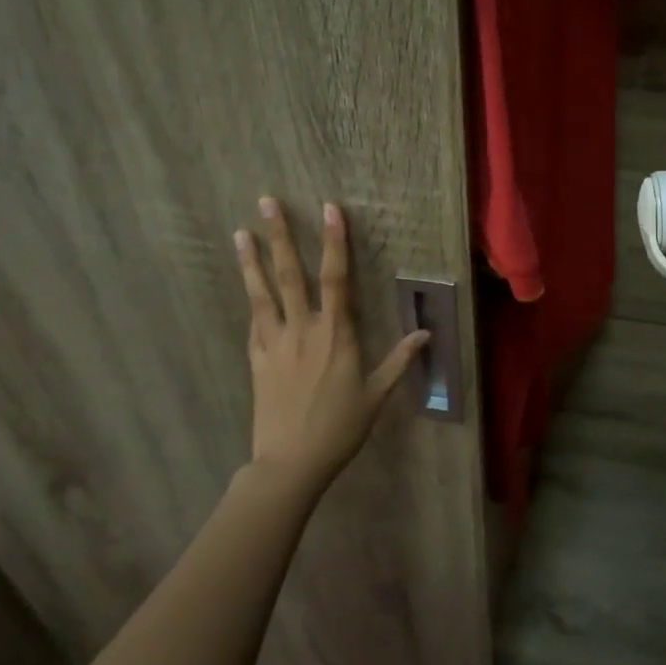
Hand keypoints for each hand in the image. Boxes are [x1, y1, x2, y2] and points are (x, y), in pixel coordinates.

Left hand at [234, 197, 427, 494]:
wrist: (291, 463)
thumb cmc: (340, 428)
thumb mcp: (376, 395)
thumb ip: (399, 361)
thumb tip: (425, 333)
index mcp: (335, 335)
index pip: (336, 278)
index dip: (334, 242)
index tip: (330, 210)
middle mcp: (302, 330)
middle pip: (290, 274)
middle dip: (280, 236)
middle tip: (267, 202)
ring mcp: (275, 343)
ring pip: (262, 293)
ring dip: (252, 261)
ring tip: (240, 232)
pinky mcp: (257, 360)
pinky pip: (254, 323)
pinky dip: (252, 300)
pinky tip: (248, 286)